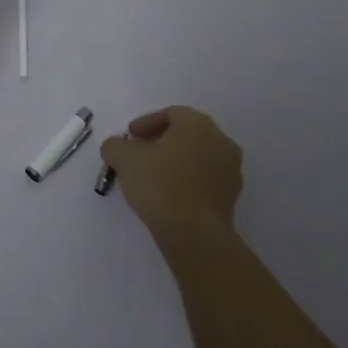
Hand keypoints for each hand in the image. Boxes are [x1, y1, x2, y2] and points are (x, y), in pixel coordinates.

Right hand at [99, 106, 243, 237]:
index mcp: (198, 124)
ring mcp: (231, 170)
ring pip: (198, 156)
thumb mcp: (123, 159)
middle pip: (186, 134)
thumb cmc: (160, 184)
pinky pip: (205, 179)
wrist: (194, 233)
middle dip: (161, 141)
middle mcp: (220, 140)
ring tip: (153, 176)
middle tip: (139, 153)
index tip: (129, 137)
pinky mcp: (232, 196)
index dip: (146, 123)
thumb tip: (116, 147)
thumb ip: (115, 146)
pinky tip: (169, 194)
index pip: (170, 114)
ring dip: (176, 161)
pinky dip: (188, 180)